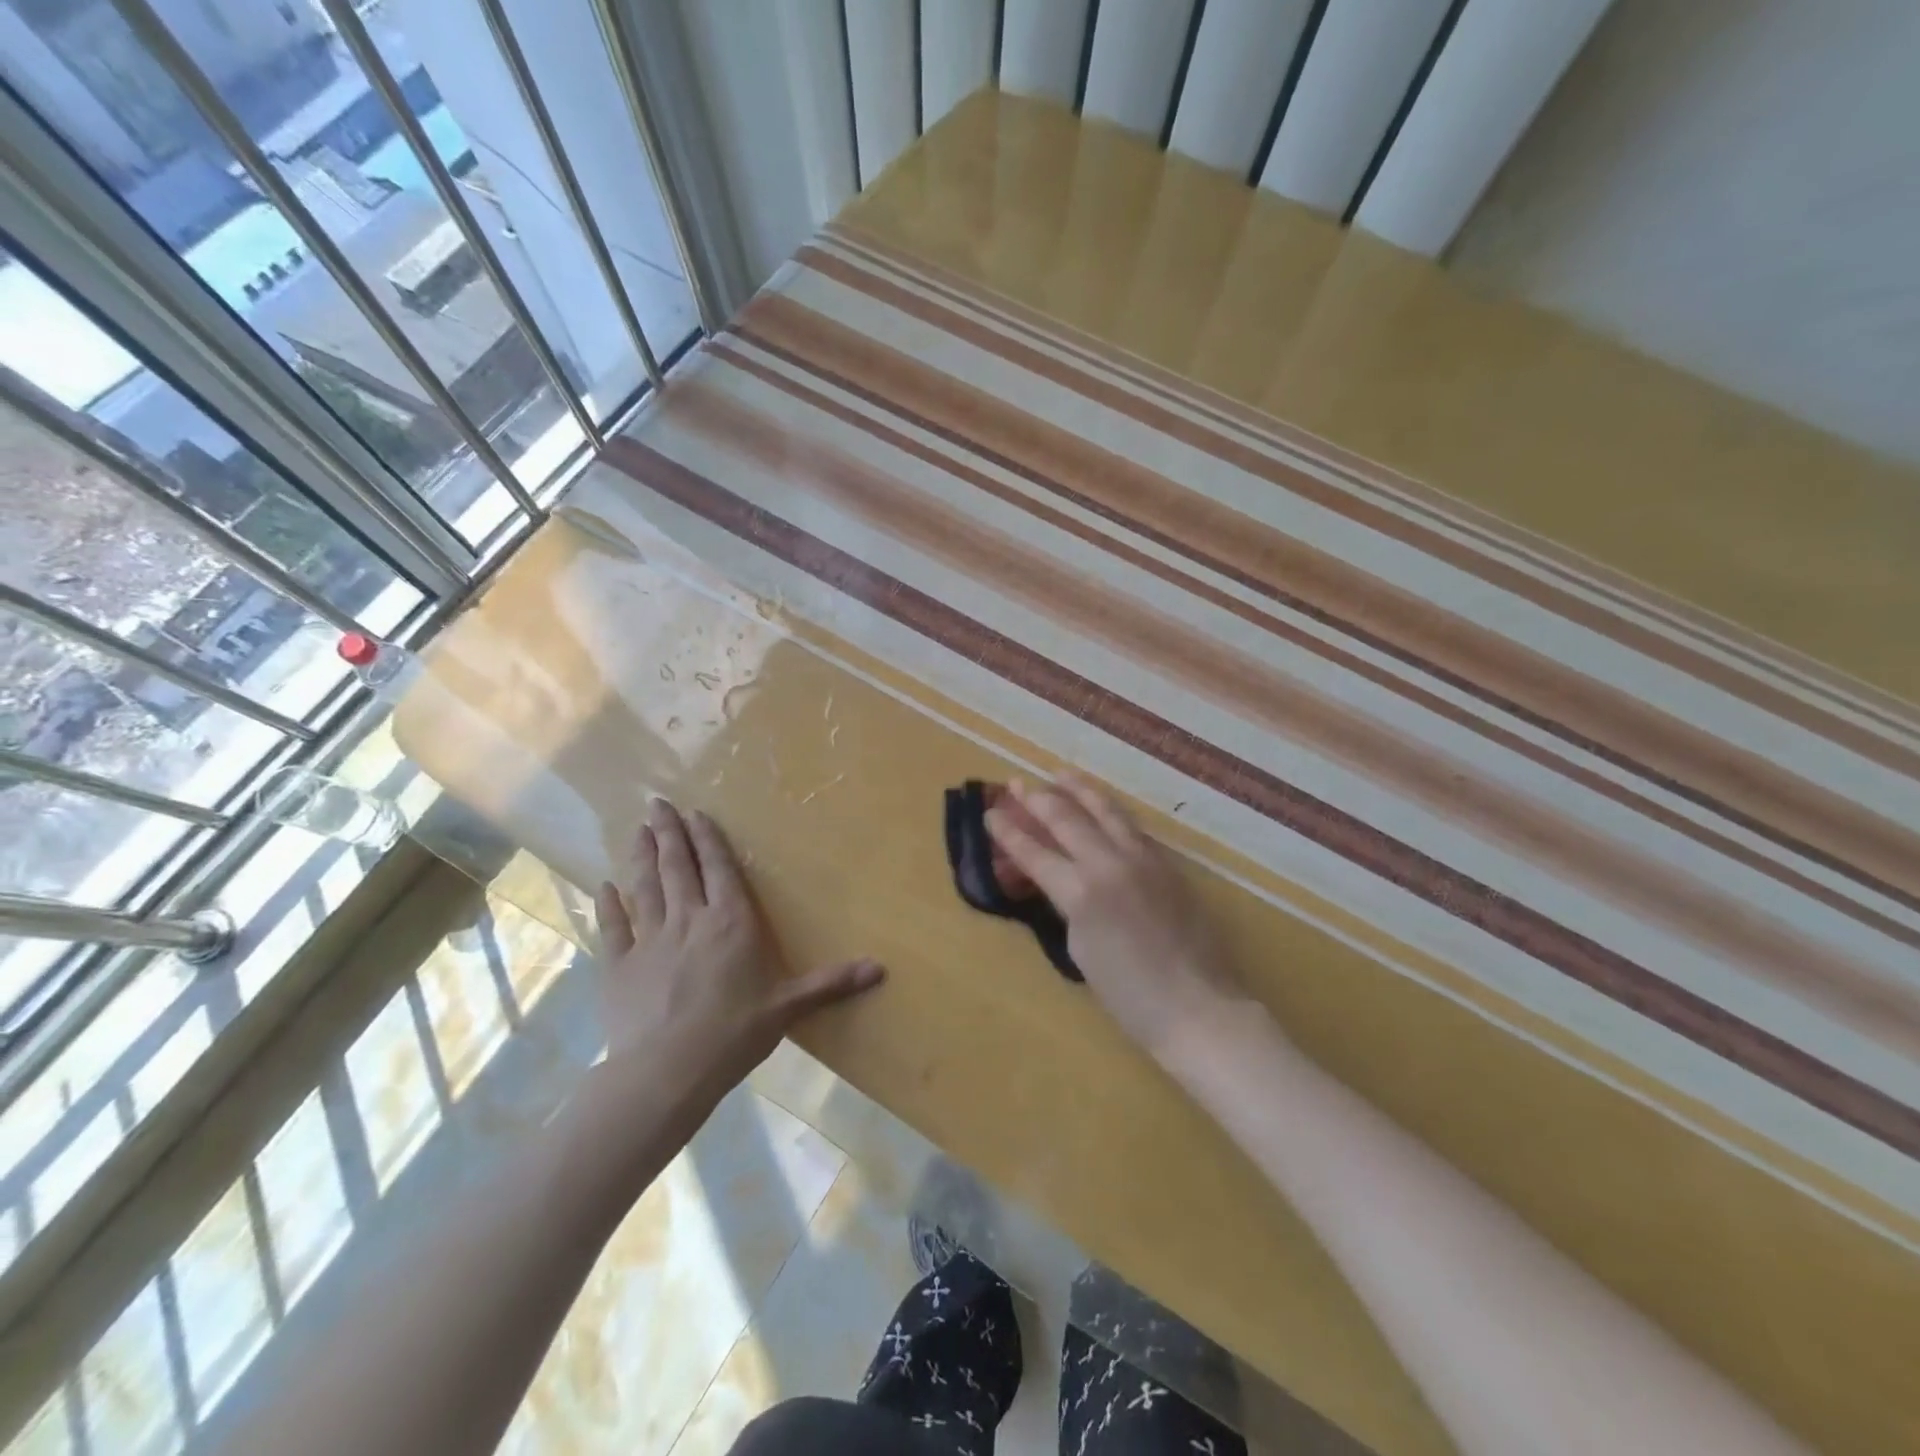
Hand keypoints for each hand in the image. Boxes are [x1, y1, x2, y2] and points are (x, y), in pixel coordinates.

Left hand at [593, 798, 884, 1099]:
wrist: (666, 1071)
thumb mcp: (788, 1006)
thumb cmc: (734, 1033)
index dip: (708, 839)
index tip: (695, 813)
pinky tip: (604, 885)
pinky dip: (608, 903)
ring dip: (641, 855)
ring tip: (637, 828)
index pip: (720, 869)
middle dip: (669, 832)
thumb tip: (881, 969)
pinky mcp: (618, 964)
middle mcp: (689, 919)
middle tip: (657, 803)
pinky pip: (613, 925)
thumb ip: (830, 983)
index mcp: (730, 922)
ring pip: (644, 886)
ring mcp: (649, 939)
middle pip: (678, 867)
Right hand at [985, 771, 1245, 1059]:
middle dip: (1037, 799)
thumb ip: (1067, 903)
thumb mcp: (1080, 948)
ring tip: (1060, 773)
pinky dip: (1109, 810)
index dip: (1008, 832)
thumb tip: (1061, 878)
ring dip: (1079, 789)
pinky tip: (1102, 806)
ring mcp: (1144, 859)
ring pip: (1106, 810)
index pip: (1035, 852)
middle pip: (1067, 818)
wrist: (1197, 1006)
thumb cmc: (1129, 995)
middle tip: (1017, 783)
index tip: (990, 813)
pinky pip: (1132, 827)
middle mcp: (1110, 863)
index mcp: (1081, 892)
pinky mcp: (1168, 864)